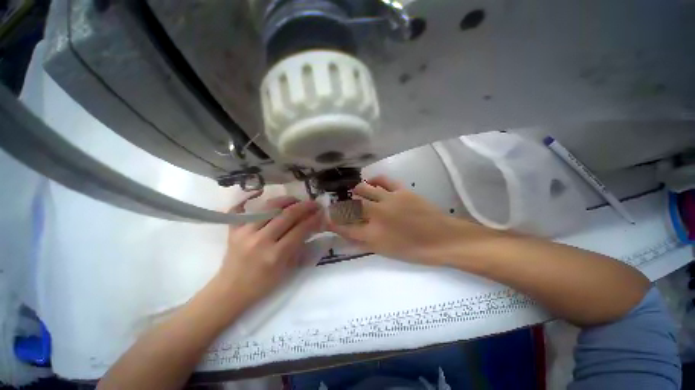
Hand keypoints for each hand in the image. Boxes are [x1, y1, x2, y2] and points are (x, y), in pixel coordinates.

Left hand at [217, 195, 322, 305]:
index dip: (313, 219)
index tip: (322, 212)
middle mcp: (260, 240)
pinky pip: (241, 208)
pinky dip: (249, 198)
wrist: (230, 291)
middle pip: (287, 215)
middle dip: (305, 206)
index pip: (300, 230)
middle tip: (314, 203)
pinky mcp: (233, 230)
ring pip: (269, 207)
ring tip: (296, 199)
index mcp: (276, 255)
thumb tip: (311, 227)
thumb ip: (300, 247)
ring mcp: (244, 233)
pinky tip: (260, 192)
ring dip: (286, 200)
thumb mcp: (287, 270)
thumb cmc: (262, 284)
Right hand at [329, 176, 489, 264]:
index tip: (325, 219)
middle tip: (342, 205)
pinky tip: (372, 182)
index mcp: (374, 235)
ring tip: (356, 193)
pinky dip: (375, 180)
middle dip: (342, 205)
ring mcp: (389, 200)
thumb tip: (349, 233)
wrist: (443, 239)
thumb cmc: (414, 250)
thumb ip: (365, 241)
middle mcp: (377, 215)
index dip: (332, 223)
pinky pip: (383, 180)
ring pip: (363, 189)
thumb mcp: (386, 252)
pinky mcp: (401, 190)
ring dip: (356, 191)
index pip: (345, 227)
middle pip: (350, 205)